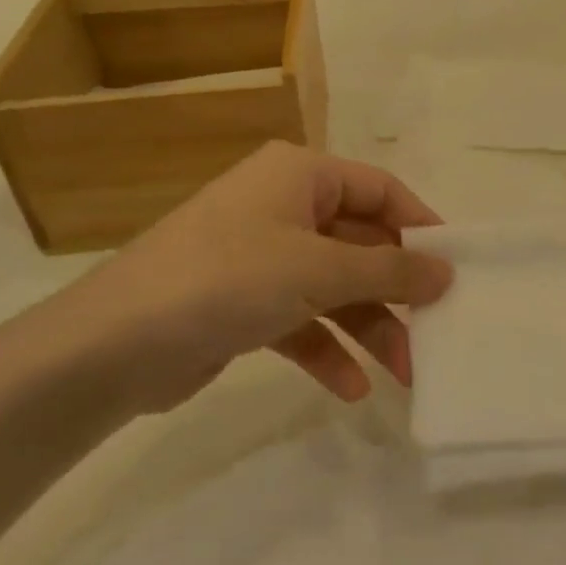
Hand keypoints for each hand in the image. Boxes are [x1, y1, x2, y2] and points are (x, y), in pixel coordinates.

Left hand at [39, 142, 452, 414]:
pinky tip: (350, 389)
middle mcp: (283, 207)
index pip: (380, 189)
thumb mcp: (319, 269)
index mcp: (300, 175)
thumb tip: (446, 270)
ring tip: (404, 374)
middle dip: (395, 291)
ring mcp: (261, 257)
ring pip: (334, 286)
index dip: (421, 224)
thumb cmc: (227, 279)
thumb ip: (389, 269)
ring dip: (368, 327)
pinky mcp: (243, 304)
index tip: (456, 266)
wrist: (110, 348)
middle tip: (435, 332)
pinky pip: (301, 320)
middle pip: (360, 242)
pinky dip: (327, 349)